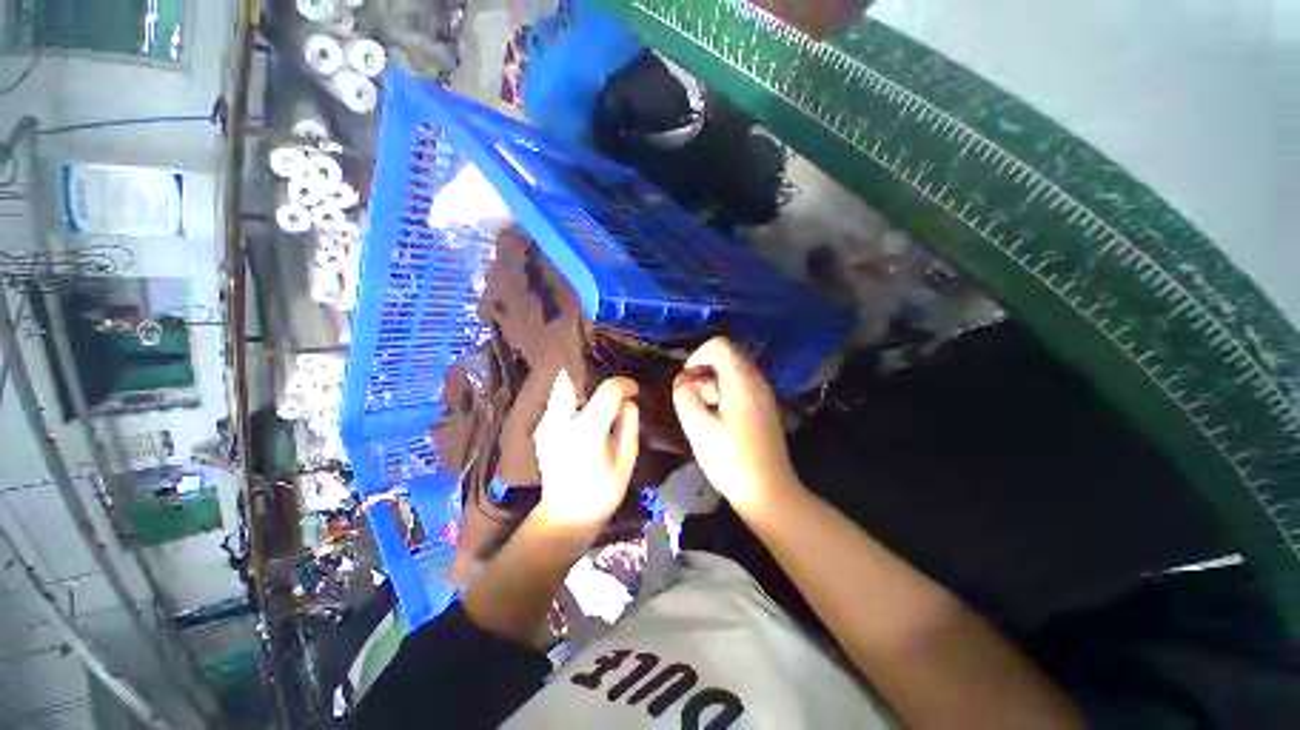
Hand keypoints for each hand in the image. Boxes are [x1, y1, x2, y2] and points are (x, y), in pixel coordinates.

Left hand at [533, 369, 639, 531]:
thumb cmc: (602, 492)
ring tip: (601, 393)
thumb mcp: (626, 461)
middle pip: (573, 378)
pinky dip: (573, 394)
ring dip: (583, 383)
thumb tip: (629, 401)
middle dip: (595, 376)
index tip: (634, 390)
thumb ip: (629, 426)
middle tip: (614, 386)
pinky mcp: (541, 427)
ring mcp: (545, 423)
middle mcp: (559, 421)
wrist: (566, 516)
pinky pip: (557, 398)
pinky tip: (587, 406)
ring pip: (562, 385)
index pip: (606, 392)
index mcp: (585, 432)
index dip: (623, 384)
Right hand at [672, 338, 802, 518]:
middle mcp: (757, 381)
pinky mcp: (763, 409)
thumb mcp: (699, 429)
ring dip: (711, 384)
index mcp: (742, 381)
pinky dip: (723, 394)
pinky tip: (715, 419)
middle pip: (727, 357)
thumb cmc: (731, 461)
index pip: (719, 345)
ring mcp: (763, 395)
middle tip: (691, 398)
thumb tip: (682, 381)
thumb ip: (685, 398)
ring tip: (700, 411)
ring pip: (732, 373)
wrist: (769, 493)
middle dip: (702, 372)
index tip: (686, 381)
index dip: (697, 356)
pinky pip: (740, 388)